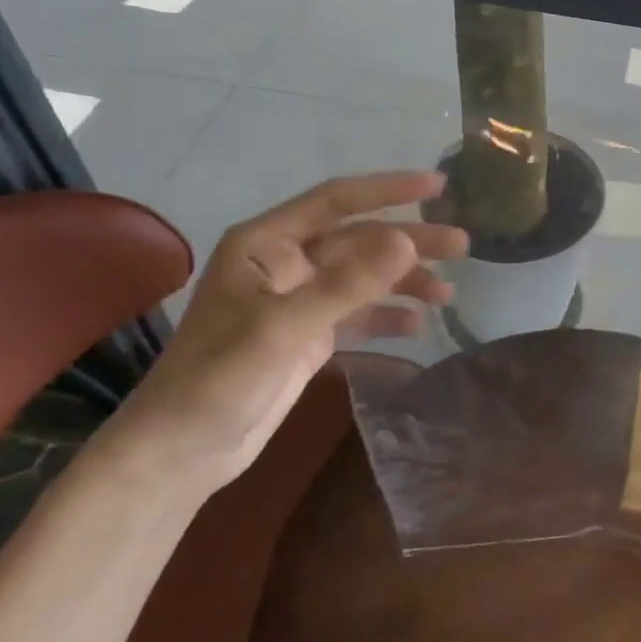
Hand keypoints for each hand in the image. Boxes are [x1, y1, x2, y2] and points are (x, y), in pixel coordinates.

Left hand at [96, 172, 467, 496]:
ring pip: (363, 277)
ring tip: (449, 292)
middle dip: (409, 242)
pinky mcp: (307, 335)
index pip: (337, 201)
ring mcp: (298, 300)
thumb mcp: (282, 328)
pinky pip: (357, 314)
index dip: (388, 190)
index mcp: (267, 243)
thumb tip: (407, 242)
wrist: (178, 455)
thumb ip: (346, 284)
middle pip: (359, 240)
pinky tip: (418, 325)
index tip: (437, 186)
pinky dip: (387, 316)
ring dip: (404, 282)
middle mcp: (285, 263)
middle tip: (461, 245)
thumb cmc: (217, 380)